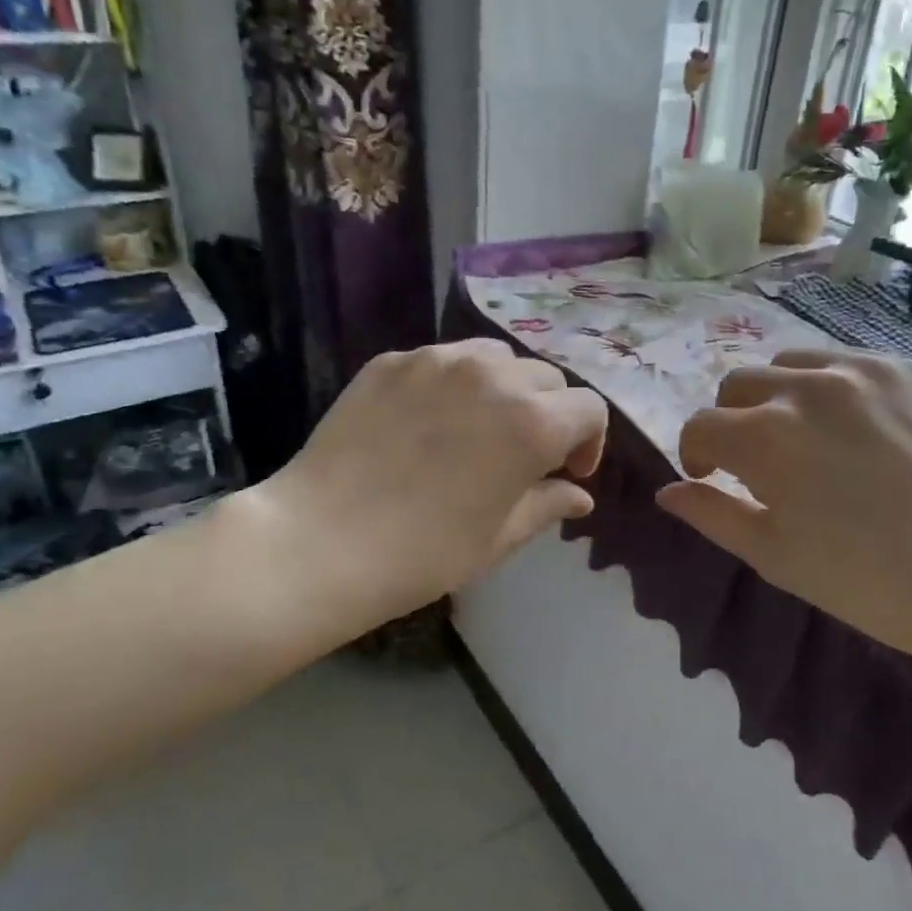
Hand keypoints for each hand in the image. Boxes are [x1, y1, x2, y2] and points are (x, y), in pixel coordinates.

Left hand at [245, 339, 607, 643]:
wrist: (322, 541)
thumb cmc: (424, 553)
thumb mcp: (499, 536)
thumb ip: (548, 505)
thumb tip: (579, 496)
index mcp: (533, 422)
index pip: (589, 408)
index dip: (588, 441)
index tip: (567, 472)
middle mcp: (493, 375)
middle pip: (545, 379)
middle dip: (548, 413)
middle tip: (523, 454)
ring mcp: (437, 361)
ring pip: (495, 357)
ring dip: (503, 388)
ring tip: (478, 426)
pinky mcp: (391, 361)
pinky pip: (442, 361)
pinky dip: (452, 384)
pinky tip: (426, 421)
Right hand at [656, 349, 911, 677]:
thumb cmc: (869, 582)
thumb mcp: (774, 555)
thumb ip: (711, 514)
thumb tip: (666, 492)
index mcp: (766, 435)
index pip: (701, 426)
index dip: (696, 454)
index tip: (709, 478)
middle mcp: (808, 386)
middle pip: (737, 384)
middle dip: (731, 421)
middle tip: (755, 462)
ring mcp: (865, 371)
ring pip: (790, 365)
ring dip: (778, 397)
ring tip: (804, 437)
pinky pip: (848, 364)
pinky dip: (834, 390)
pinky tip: (858, 431)